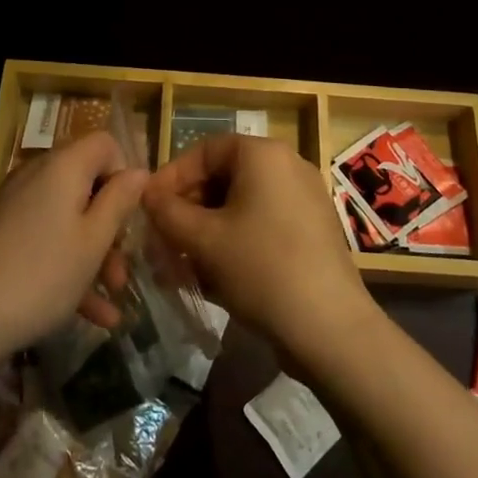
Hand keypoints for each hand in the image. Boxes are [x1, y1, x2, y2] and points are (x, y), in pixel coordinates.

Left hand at [0, 132, 144, 360]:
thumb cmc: (44, 274)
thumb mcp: (94, 240)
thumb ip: (120, 201)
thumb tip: (139, 171)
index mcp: (64, 166)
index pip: (105, 144)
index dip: (124, 173)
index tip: (131, 214)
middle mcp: (38, 175)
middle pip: (88, 184)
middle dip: (111, 225)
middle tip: (123, 267)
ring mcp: (18, 205)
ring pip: (69, 217)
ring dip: (95, 253)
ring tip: (113, 297)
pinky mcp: (4, 233)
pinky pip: (47, 237)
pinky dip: (68, 265)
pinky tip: (92, 314)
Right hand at [143, 135, 373, 360]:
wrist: (330, 327)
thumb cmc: (260, 268)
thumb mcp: (203, 240)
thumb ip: (167, 212)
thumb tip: (148, 196)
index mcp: (263, 154)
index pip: (204, 150)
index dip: (171, 177)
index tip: (149, 209)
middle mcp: (287, 166)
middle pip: (223, 177)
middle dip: (188, 210)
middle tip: (162, 242)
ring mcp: (304, 199)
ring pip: (241, 206)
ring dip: (206, 232)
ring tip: (181, 267)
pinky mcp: (312, 232)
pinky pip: (262, 225)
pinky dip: (234, 243)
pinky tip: (214, 278)